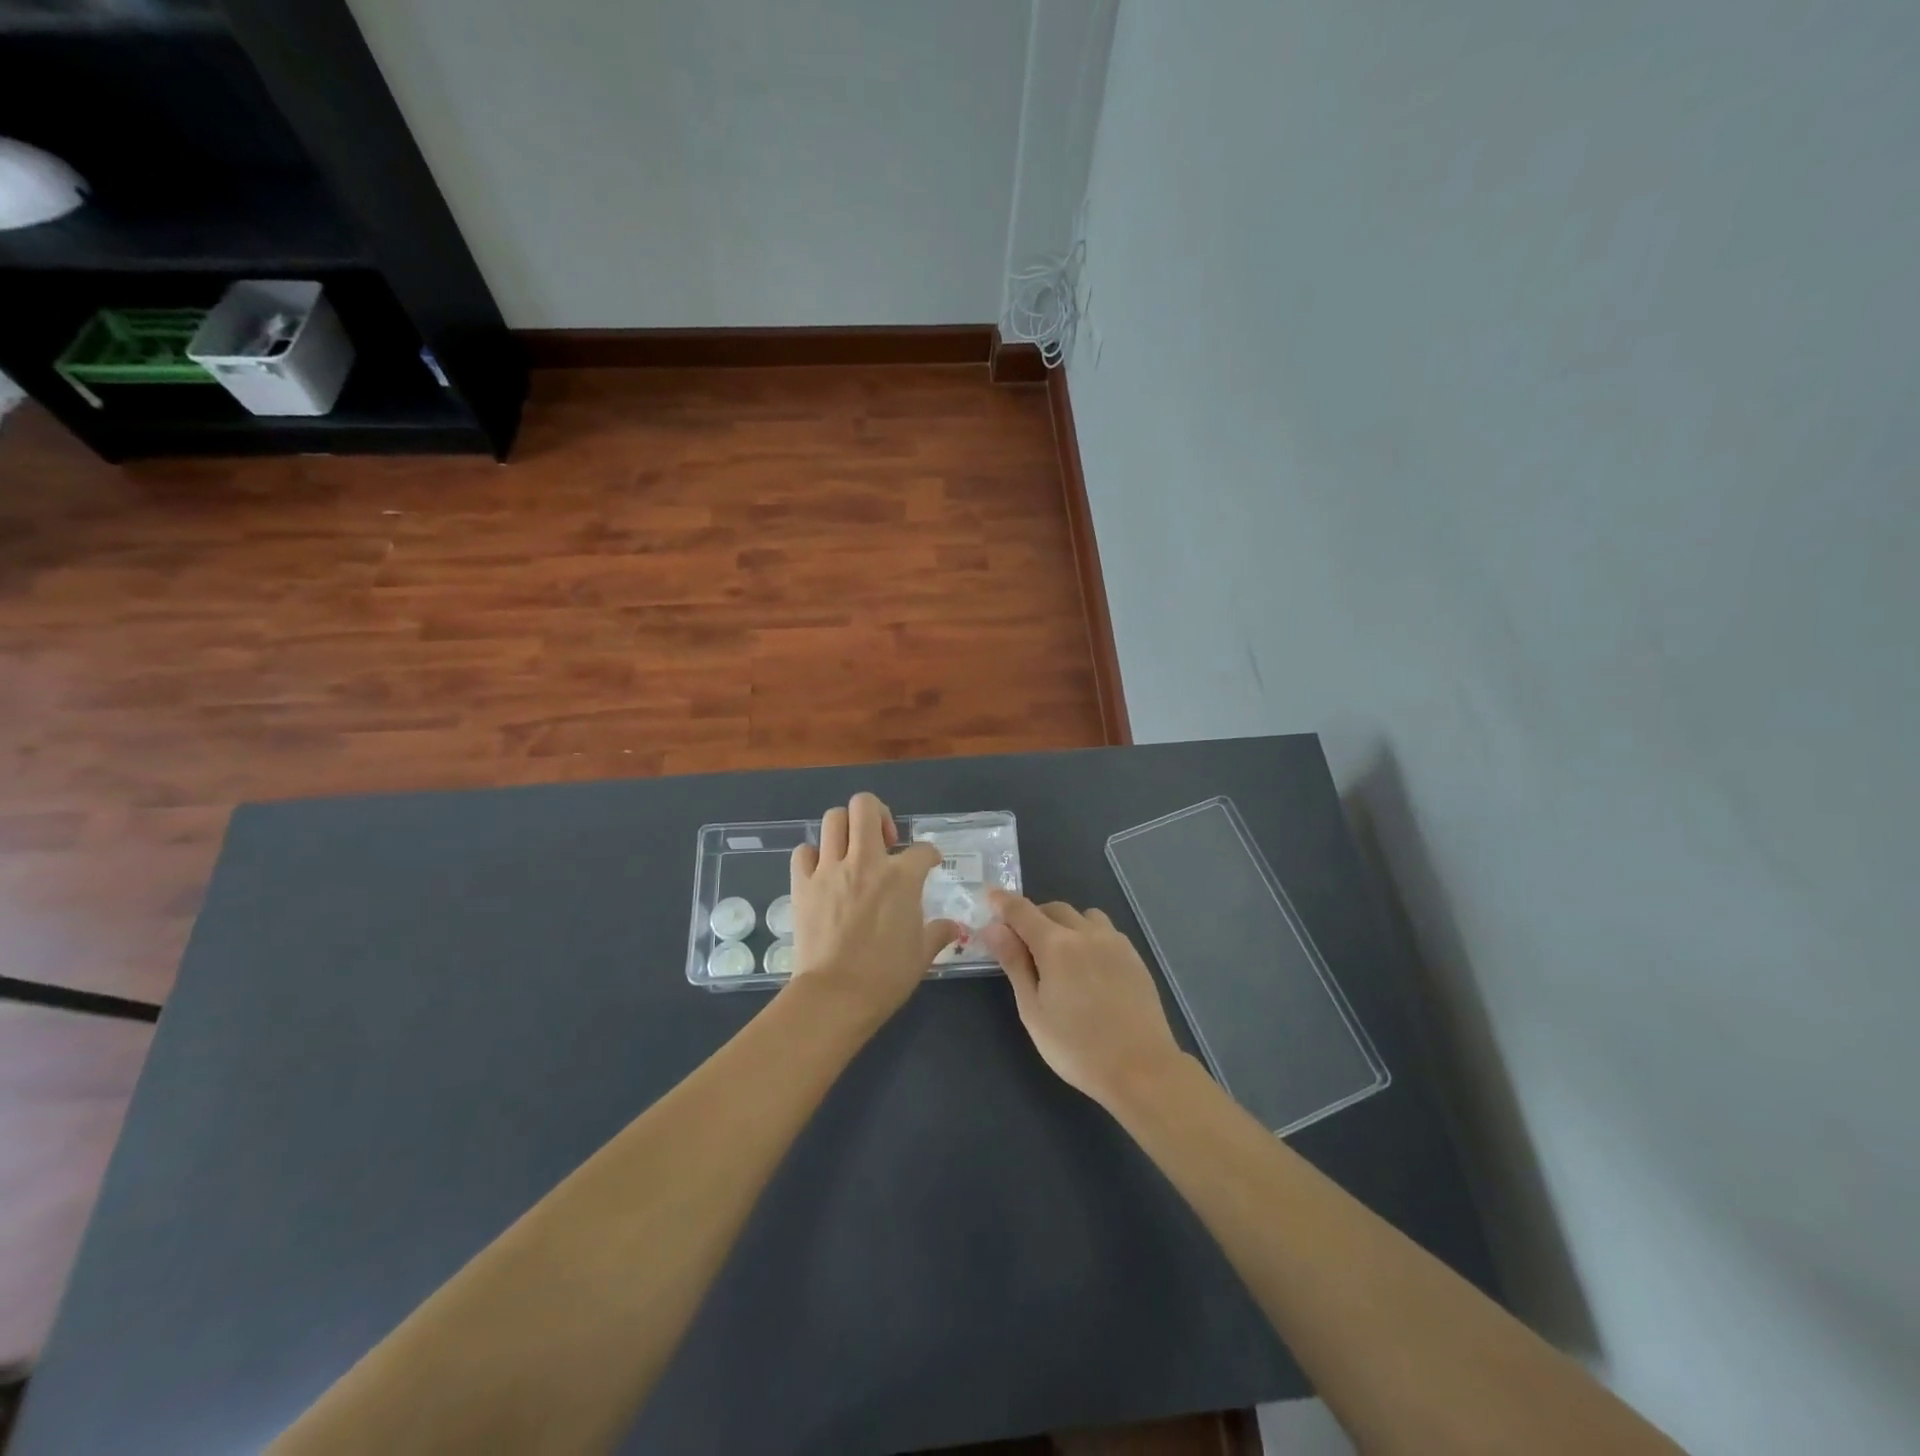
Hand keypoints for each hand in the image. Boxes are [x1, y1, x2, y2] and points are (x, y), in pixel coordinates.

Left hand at [787, 792, 960, 1020]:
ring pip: (833, 819)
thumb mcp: (922, 954)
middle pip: (865, 807)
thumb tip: (955, 928)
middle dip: (878, 814)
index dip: (930, 854)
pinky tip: (823, 871)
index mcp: (902, 877)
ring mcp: (830, 870)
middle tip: (884, 839)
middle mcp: (865, 862)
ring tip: (853, 849)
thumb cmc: (886, 976)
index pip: (923, 849)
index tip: (930, 864)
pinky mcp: (802, 884)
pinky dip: (813, 855)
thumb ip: (939, 933)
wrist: (836, 995)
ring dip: (846, 828)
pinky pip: (804, 852)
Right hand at [982, 891, 1185, 1107]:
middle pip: (1053, 908)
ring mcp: (1114, 942)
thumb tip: (993, 928)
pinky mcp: (1133, 956)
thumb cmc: (1076, 1047)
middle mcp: (1085, 933)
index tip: (989, 896)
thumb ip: (1014, 963)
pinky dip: (1088, 935)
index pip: (1021, 911)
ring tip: (1060, 954)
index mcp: (1055, 945)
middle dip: (1033, 917)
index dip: (1002, 901)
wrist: (1141, 1067)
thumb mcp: (1033, 1010)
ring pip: (1083, 916)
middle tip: (1022, 943)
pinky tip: (1089, 966)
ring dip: (1065, 924)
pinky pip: (1105, 931)